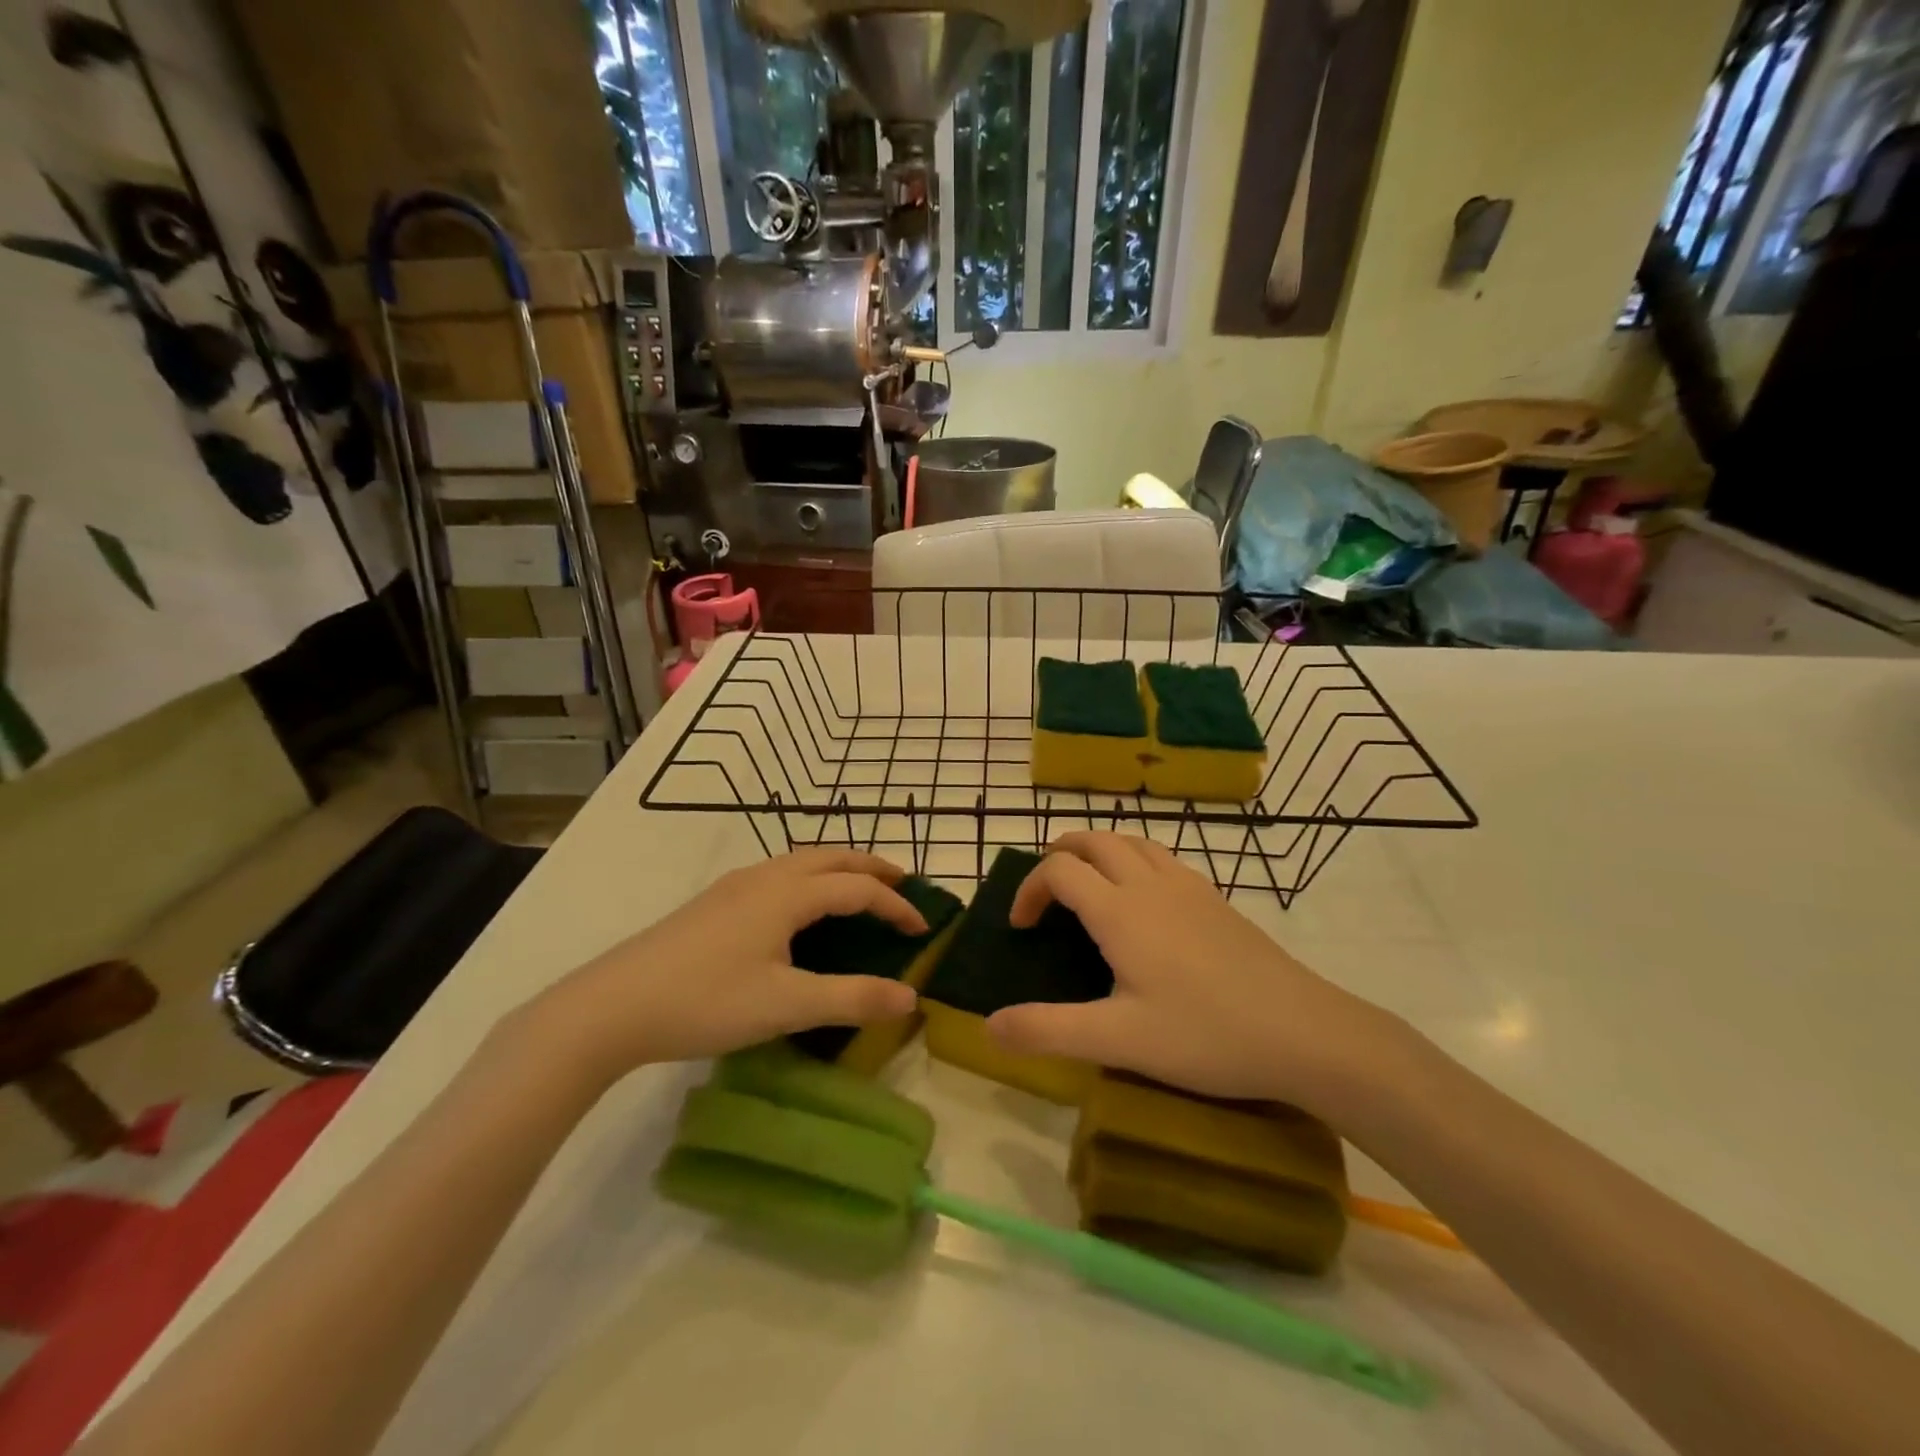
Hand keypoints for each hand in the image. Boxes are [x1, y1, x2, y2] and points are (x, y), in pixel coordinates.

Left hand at [527, 849, 925, 1086]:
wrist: (612, 1006)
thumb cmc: (705, 1001)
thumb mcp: (785, 1006)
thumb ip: (850, 998)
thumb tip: (910, 997)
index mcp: (787, 894)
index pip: (858, 887)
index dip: (896, 905)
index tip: (924, 928)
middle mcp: (765, 877)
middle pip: (831, 856)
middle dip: (872, 867)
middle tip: (903, 885)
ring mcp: (735, 886)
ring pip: (801, 861)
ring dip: (839, 868)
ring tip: (859, 891)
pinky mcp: (714, 902)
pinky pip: (779, 873)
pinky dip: (811, 878)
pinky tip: (799, 909)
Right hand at [986, 833, 1397, 1109]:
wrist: (1304, 1032)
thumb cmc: (1205, 1034)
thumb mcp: (1119, 1041)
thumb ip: (1049, 1030)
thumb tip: (990, 1025)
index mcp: (1120, 912)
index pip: (1060, 871)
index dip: (1030, 889)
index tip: (1022, 926)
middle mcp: (1150, 885)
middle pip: (1095, 840)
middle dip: (1060, 854)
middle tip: (1046, 890)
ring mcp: (1189, 887)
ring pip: (1133, 841)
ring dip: (1099, 849)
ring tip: (1088, 883)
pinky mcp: (1216, 900)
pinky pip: (1163, 858)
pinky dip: (1135, 860)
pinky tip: (1145, 901)